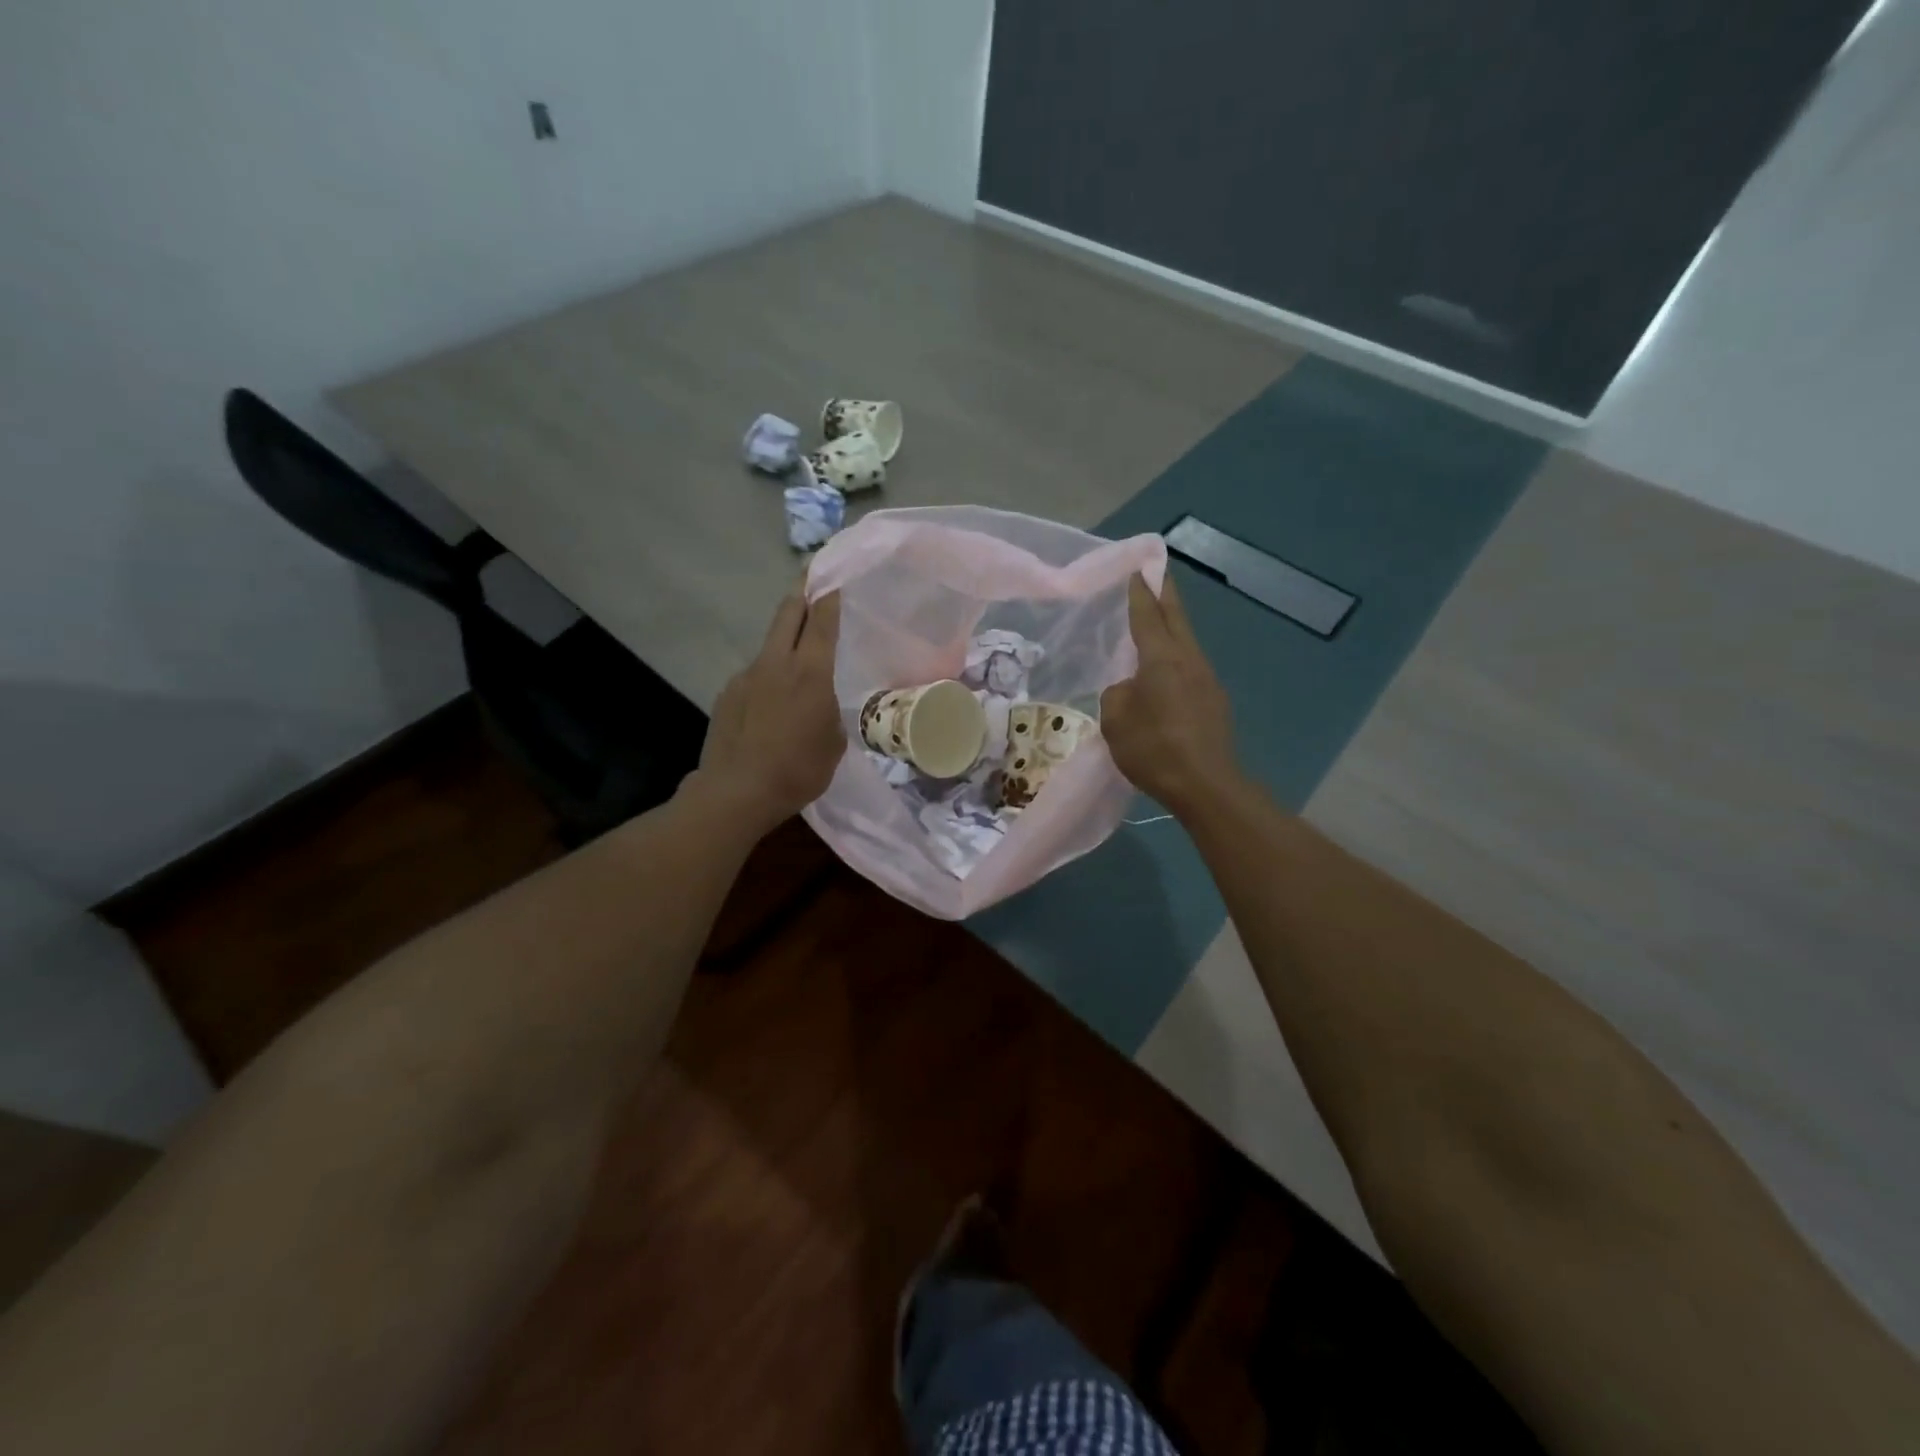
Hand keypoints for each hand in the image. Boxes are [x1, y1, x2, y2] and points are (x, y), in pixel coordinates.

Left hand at [696, 588, 844, 830]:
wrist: (737, 792)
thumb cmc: (798, 769)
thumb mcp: (834, 743)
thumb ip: (829, 713)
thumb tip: (819, 706)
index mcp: (810, 672)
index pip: (821, 621)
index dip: (828, 596)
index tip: (832, 578)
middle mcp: (775, 663)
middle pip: (787, 614)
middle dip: (801, 593)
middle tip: (810, 578)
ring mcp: (746, 676)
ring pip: (770, 647)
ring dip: (784, 644)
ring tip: (795, 665)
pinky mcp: (727, 695)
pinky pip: (754, 678)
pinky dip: (766, 681)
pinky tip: (770, 708)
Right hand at [1100, 572, 1240, 816]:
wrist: (1205, 785)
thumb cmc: (1153, 747)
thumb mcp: (1114, 719)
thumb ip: (1117, 694)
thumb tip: (1129, 689)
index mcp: (1162, 658)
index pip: (1148, 615)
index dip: (1140, 592)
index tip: (1137, 570)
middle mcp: (1189, 660)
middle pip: (1176, 619)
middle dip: (1166, 595)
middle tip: (1158, 574)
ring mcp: (1207, 680)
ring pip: (1186, 644)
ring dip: (1173, 628)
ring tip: (1158, 623)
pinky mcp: (1215, 703)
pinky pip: (1190, 669)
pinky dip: (1177, 659)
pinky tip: (1166, 673)